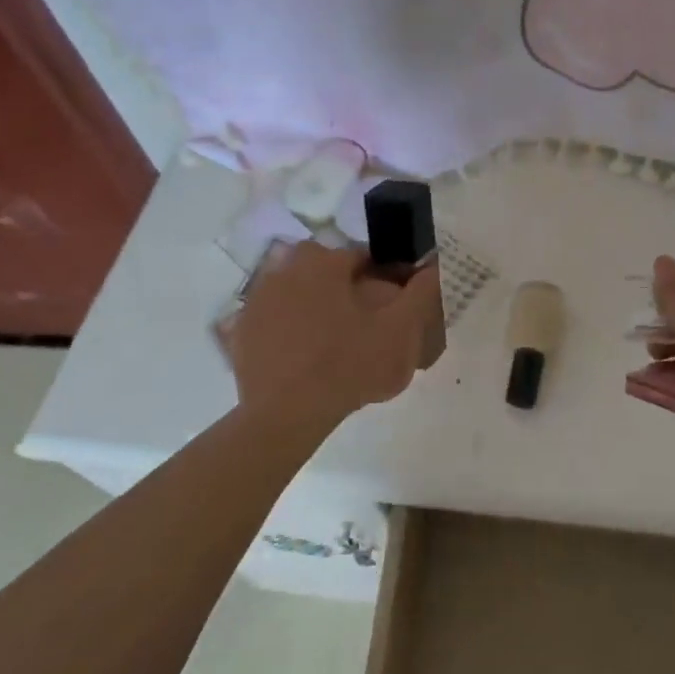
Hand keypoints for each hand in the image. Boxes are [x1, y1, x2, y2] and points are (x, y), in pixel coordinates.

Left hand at [227, 241, 441, 431]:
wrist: (287, 416)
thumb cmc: (349, 365)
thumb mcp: (399, 330)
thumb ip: (421, 293)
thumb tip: (435, 265)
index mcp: (323, 263)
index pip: (363, 257)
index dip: (384, 278)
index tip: (393, 306)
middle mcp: (285, 270)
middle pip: (325, 271)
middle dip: (344, 287)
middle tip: (363, 323)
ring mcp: (257, 300)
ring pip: (297, 291)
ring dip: (314, 304)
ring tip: (334, 341)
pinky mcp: (239, 331)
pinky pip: (272, 319)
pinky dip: (287, 328)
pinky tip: (303, 354)